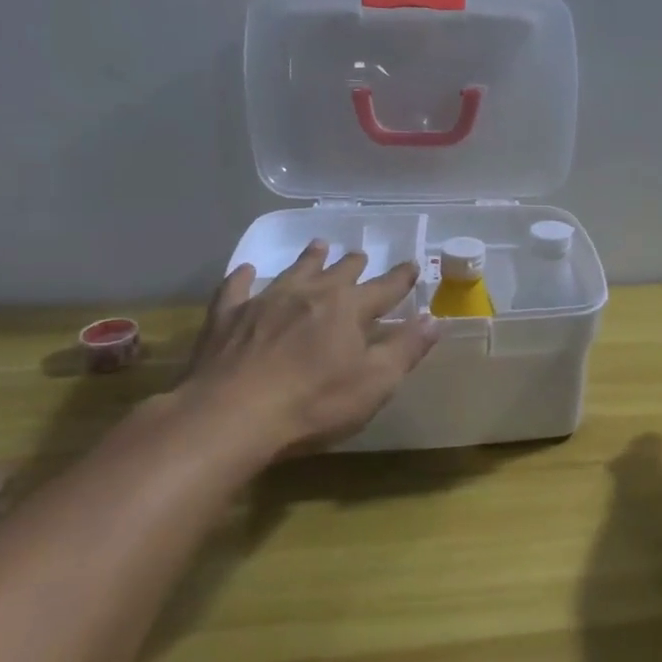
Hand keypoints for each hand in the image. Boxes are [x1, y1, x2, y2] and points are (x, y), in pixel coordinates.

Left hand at [166, 241, 434, 461]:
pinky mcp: (227, 317)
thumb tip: (433, 319)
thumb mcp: (375, 383)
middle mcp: (310, 294)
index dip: (401, 277)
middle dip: (354, 264)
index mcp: (349, 308)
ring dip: (309, 259)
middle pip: (338, 272)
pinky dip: (244, 277)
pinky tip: (246, 271)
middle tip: (360, 254)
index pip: (384, 288)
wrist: (231, 415)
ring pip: (293, 271)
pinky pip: (237, 288)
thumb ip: (406, 349)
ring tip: (319, 246)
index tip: (413, 264)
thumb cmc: (314, 403)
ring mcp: (265, 301)